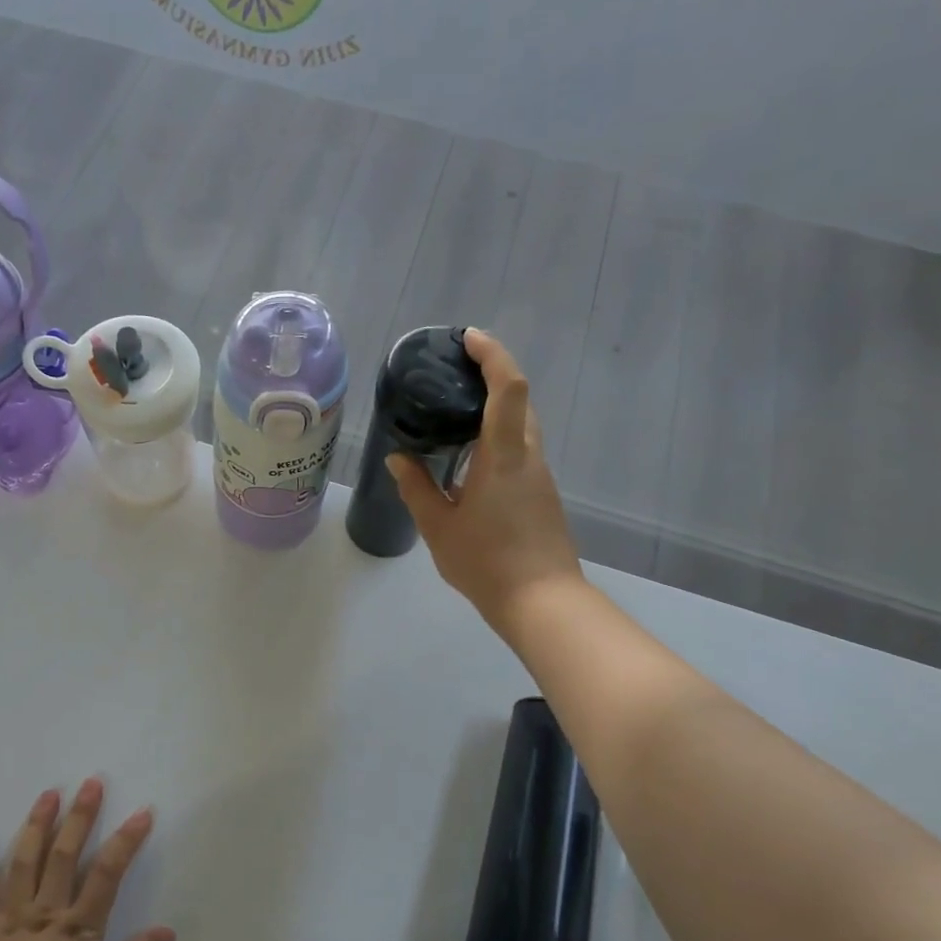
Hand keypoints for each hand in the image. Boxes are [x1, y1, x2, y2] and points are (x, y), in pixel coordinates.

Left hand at [0, 779, 174, 940]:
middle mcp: (44, 915)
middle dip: (80, 817)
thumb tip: (168, 930)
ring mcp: (10, 921)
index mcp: (76, 931)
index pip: (107, 875)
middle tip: (91, 783)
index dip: (125, 841)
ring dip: (37, 825)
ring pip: (24, 863)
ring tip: (48, 794)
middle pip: (64, 856)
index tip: (142, 812)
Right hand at [389, 329, 585, 632]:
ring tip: (453, 413)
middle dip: (492, 375)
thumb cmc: (486, 562)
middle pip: (520, 399)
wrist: (542, 602)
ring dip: (495, 408)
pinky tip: (468, 458)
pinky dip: (498, 436)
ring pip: (522, 425)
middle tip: (453, 373)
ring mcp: (540, 476)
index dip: (492, 355)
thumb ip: (416, 488)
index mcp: (504, 456)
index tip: (468, 338)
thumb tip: (398, 458)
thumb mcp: (438, 526)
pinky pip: (520, 449)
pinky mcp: (542, 494)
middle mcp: (529, 456)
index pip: (508, 388)